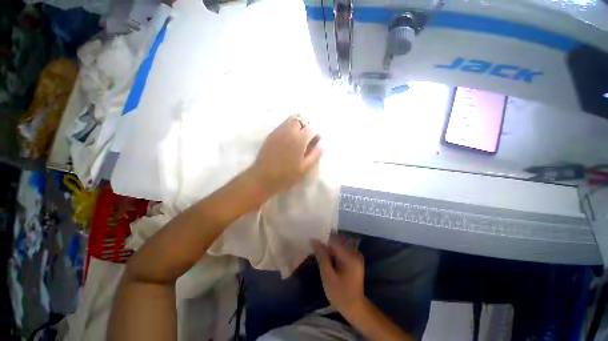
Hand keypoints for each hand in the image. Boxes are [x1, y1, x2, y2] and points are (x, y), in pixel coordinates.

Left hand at [251, 116, 322, 195]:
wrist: (262, 178)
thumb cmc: (286, 176)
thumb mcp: (304, 168)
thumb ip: (315, 155)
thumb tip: (322, 144)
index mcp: (299, 139)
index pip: (311, 128)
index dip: (316, 134)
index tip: (316, 143)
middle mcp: (288, 131)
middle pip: (300, 119)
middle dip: (306, 126)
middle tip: (306, 138)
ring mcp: (278, 132)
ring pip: (290, 120)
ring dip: (297, 125)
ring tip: (298, 139)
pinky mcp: (270, 135)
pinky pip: (282, 126)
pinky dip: (288, 128)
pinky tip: (288, 141)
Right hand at [312, 238, 364, 314]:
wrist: (354, 307)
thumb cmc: (340, 294)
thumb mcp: (328, 276)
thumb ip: (321, 257)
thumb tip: (313, 240)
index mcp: (350, 257)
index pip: (334, 241)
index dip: (322, 239)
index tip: (312, 240)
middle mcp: (355, 252)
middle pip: (337, 241)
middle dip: (325, 243)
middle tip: (314, 245)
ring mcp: (356, 255)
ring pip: (339, 244)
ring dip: (329, 247)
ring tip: (318, 251)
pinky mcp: (354, 258)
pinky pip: (342, 249)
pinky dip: (333, 251)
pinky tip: (326, 256)